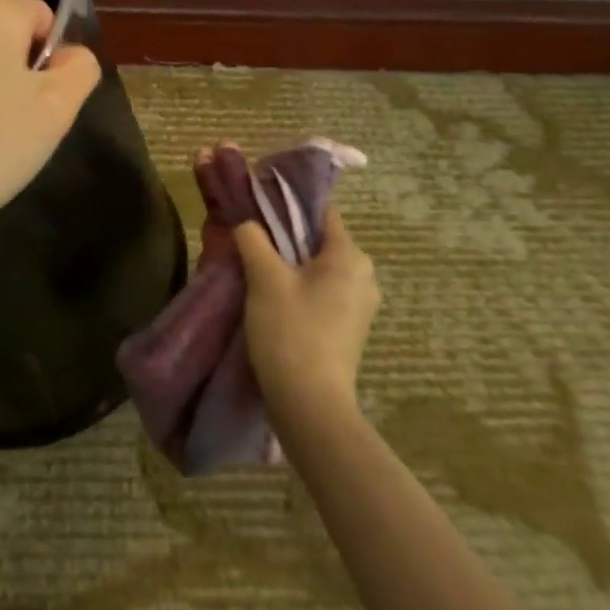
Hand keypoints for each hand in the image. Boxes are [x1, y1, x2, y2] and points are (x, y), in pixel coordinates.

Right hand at [230, 207, 379, 417]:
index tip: (257, 204)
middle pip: (318, 239)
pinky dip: (299, 287)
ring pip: (318, 267)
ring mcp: (360, 304)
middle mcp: (363, 275)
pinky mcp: (349, 328)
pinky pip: (322, 291)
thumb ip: (253, 239)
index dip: (288, 203)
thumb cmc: (291, 332)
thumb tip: (246, 221)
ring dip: (289, 263)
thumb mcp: (264, 278)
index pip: (321, 210)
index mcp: (350, 256)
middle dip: (284, 236)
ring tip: (255, 268)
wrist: (311, 407)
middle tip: (249, 238)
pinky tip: (271, 297)